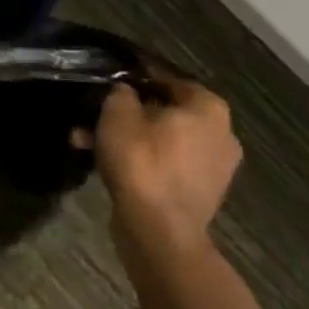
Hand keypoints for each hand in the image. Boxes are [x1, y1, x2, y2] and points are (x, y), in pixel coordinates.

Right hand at [78, 72, 241, 265]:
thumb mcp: (118, 113)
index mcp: (209, 108)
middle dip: (127, 113)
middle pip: (165, 111)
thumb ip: (121, 92)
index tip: (110, 79)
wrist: (160, 232)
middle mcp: (221, 134)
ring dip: (127, 138)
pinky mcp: (199, 194)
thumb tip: (126, 91)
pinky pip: (165, 164)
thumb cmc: (142, 161)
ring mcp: (213, 167)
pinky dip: (139, 160)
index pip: (168, 78)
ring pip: (161, 140)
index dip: (136, 76)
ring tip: (87, 140)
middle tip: (95, 113)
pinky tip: (104, 164)